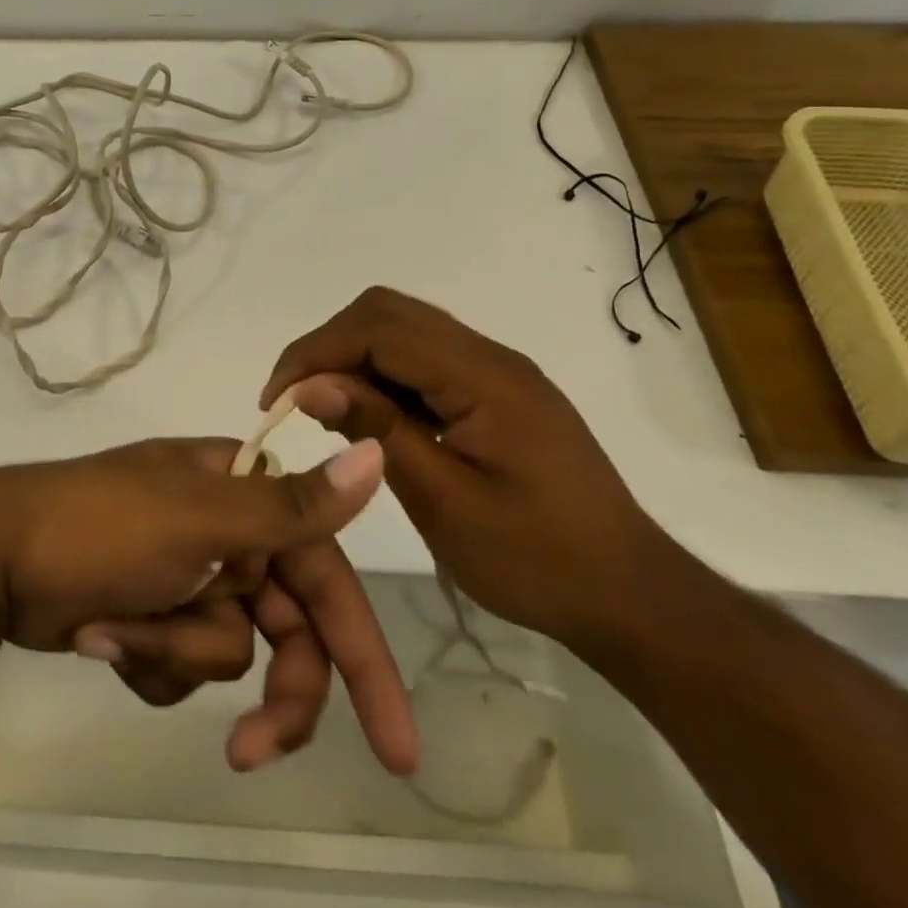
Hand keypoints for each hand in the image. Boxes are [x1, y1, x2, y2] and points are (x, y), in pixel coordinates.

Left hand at [0, 438, 418, 774]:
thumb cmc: (100, 526)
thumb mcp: (200, 517)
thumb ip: (290, 504)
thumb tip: (374, 452)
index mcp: (243, 495)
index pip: (325, 575)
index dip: (362, 653)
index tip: (396, 743)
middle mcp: (225, 532)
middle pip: (284, 632)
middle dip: (268, 690)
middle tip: (250, 752)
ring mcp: (187, 575)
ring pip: (227, 654)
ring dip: (173, 654)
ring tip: (115, 628)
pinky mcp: (153, 613)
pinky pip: (180, 664)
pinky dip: (146, 657)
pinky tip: (99, 632)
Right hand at [261, 286, 678, 650]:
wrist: (631, 595)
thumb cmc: (540, 562)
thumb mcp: (446, 504)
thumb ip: (377, 431)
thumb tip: (310, 385)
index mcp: (484, 378)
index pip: (379, 329)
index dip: (317, 352)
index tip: (276, 398)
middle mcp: (490, 356)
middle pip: (387, 312)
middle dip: (329, 346)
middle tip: (296, 400)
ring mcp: (496, 370)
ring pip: (402, 329)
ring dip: (353, 358)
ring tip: (325, 412)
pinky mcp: (495, 390)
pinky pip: (423, 360)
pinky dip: (382, 376)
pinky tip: (369, 420)